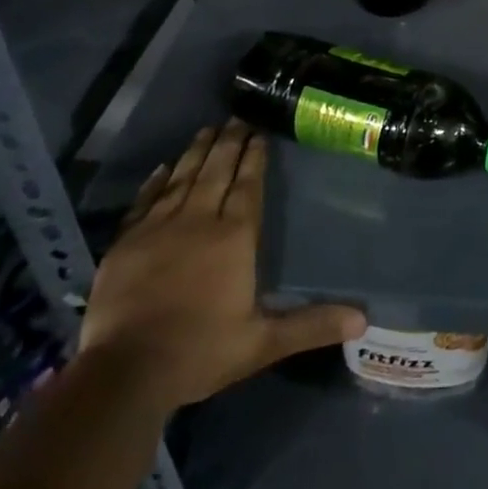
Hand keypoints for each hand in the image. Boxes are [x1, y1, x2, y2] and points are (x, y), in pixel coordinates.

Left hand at [79, 120, 365, 413]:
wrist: (124, 372)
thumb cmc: (199, 352)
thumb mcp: (262, 343)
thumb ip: (311, 325)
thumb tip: (363, 319)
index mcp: (234, 237)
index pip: (247, 185)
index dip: (254, 157)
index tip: (259, 132)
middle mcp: (198, 220)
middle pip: (216, 171)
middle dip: (229, 142)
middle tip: (237, 116)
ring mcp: (158, 228)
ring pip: (182, 178)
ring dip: (196, 152)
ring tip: (208, 129)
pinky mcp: (126, 242)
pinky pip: (144, 201)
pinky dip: (155, 182)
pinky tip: (162, 168)